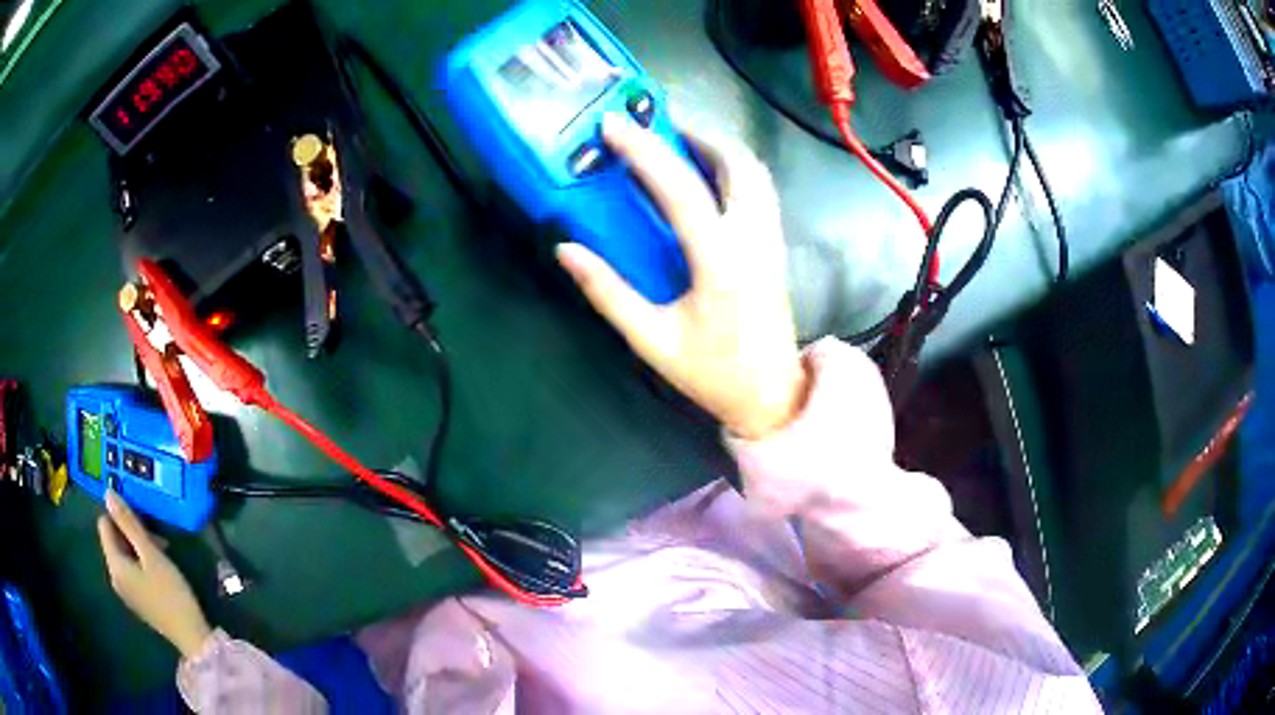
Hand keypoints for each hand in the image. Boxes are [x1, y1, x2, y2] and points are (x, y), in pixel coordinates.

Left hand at [97, 491, 211, 658]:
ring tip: (162, 555)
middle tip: (158, 540)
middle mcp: (114, 577)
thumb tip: (108, 493)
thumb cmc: (171, 592)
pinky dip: (142, 564)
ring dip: (139, 549)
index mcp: (115, 565)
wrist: (192, 637)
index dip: (121, 517)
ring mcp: (125, 592)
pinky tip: (161, 573)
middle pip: (114, 541)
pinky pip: (131, 571)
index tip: (144, 523)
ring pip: (124, 556)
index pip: (105, 525)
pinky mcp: (137, 601)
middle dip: (132, 534)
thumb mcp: (151, 554)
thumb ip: (129, 524)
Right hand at [557, 115, 807, 439]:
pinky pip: (760, 188)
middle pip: (734, 163)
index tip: (613, 126)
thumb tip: (567, 250)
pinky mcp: (776, 245)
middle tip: (652, 127)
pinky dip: (734, 167)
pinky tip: (707, 174)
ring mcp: (771, 239)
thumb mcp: (651, 340)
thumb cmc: (712, 372)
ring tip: (678, 142)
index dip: (644, 152)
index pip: (681, 189)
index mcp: (720, 262)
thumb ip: (608, 293)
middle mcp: (753, 239)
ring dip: (717, 147)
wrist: (771, 394)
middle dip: (693, 134)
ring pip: (754, 171)